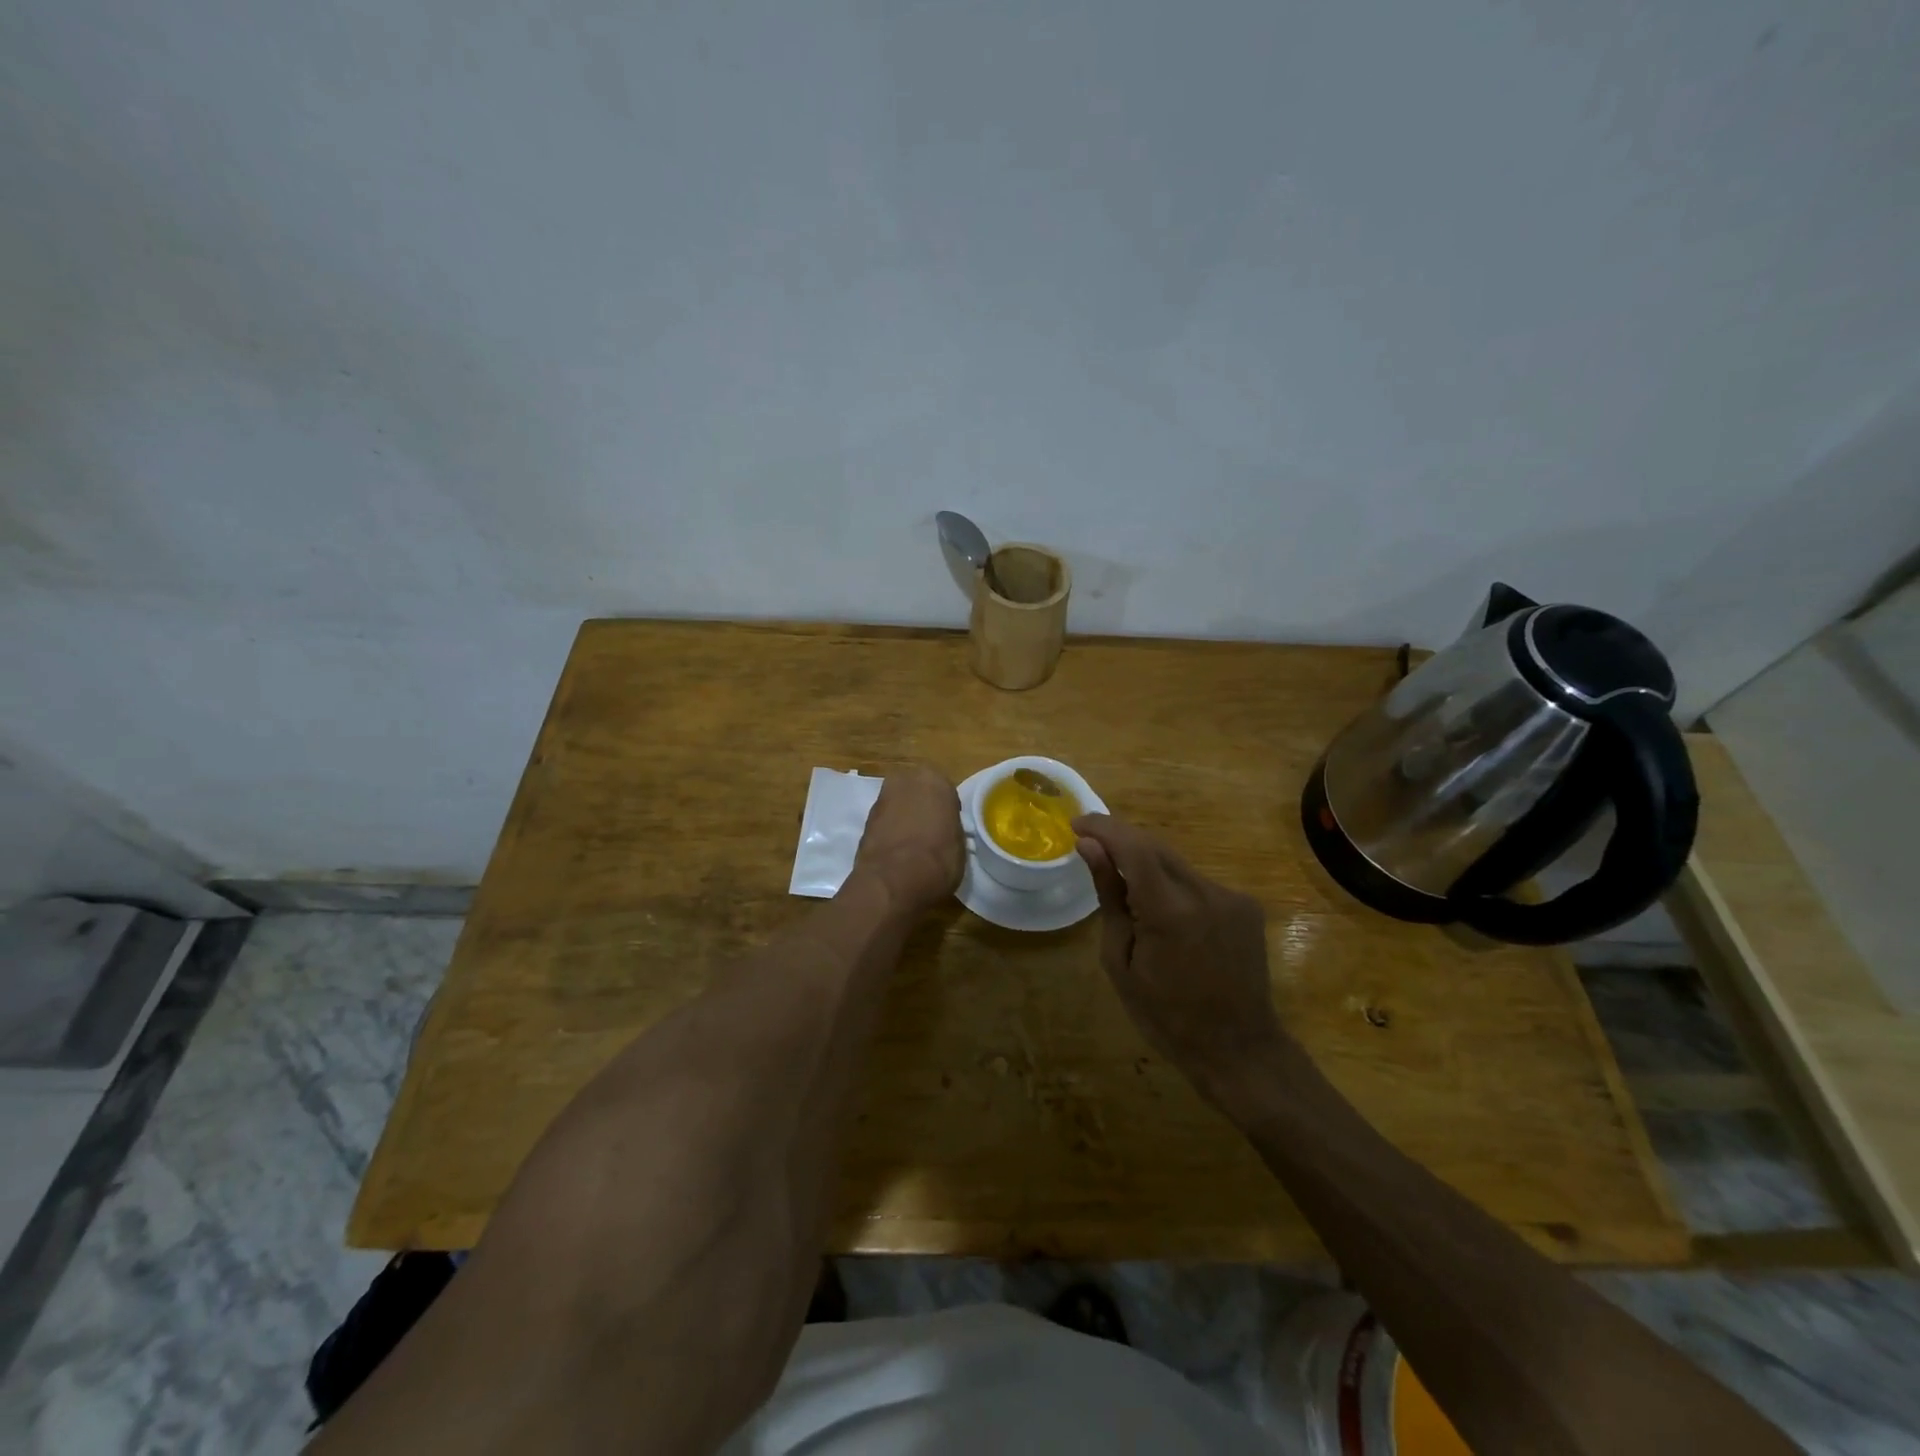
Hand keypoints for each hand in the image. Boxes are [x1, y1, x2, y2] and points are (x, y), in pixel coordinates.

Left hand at [853, 766, 964, 914]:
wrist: (895, 880)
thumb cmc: (939, 858)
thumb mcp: (959, 843)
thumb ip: (949, 827)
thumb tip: (943, 831)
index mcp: (934, 780)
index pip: (944, 792)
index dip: (946, 811)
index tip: (948, 828)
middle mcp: (906, 781)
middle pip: (916, 791)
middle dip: (921, 807)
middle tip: (929, 831)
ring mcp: (881, 799)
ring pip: (897, 805)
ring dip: (902, 818)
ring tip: (911, 845)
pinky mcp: (864, 820)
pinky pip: (884, 822)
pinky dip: (888, 832)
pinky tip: (896, 852)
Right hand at [1074, 814, 1284, 1094]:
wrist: (1238, 1049)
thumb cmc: (1165, 1015)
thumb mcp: (1120, 961)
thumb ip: (1109, 896)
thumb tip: (1088, 846)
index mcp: (1170, 912)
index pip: (1133, 846)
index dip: (1103, 828)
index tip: (1076, 823)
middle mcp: (1206, 893)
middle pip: (1155, 846)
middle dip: (1120, 840)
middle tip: (1090, 846)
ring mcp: (1232, 897)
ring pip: (1176, 863)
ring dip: (1146, 863)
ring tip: (1123, 884)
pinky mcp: (1246, 905)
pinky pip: (1197, 881)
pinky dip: (1172, 884)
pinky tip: (1163, 912)